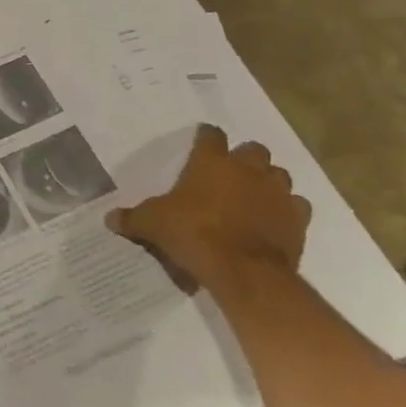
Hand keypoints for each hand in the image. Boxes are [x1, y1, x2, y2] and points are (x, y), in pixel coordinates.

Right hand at [107, 124, 310, 293]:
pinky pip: (297, 206)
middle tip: (231, 172)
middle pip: (254, 149)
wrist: (245, 271)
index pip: (211, 135)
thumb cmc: (194, 234)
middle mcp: (247, 169)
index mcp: (211, 161)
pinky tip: (275, 219)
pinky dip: (288, 209)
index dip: (206, 137)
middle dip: (245, 157)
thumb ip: (132, 218)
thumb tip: (108, 219)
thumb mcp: (152, 224)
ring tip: (255, 194)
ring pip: (280, 174)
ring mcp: (277, 193)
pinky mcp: (297, 219)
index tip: (202, 141)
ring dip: (269, 180)